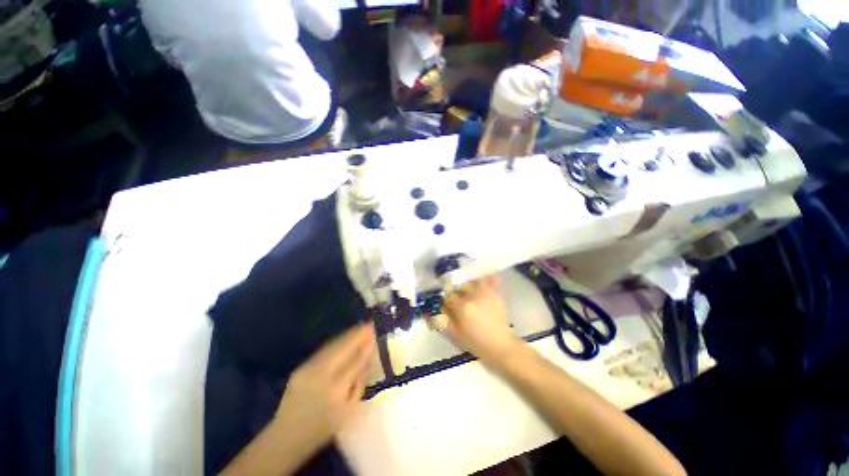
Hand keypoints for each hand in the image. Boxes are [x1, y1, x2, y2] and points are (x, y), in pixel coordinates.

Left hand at [274, 322, 375, 451]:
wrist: (286, 437)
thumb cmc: (323, 429)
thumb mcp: (349, 410)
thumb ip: (360, 380)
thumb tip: (368, 355)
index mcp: (336, 390)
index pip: (355, 359)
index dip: (365, 343)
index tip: (374, 330)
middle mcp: (321, 375)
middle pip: (343, 347)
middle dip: (357, 334)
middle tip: (369, 325)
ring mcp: (308, 369)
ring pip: (333, 345)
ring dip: (348, 335)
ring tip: (360, 328)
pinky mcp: (301, 367)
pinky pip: (324, 349)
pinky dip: (337, 342)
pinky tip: (345, 338)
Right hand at [442, 275, 524, 364]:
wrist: (502, 346)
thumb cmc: (477, 343)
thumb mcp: (456, 336)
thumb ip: (443, 321)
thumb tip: (432, 311)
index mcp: (462, 307)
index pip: (449, 296)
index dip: (446, 301)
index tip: (447, 306)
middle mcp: (473, 296)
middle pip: (459, 287)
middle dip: (456, 292)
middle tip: (458, 301)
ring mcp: (486, 294)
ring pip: (472, 282)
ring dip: (467, 285)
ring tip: (468, 292)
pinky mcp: (496, 295)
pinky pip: (492, 280)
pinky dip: (490, 275)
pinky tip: (488, 270)